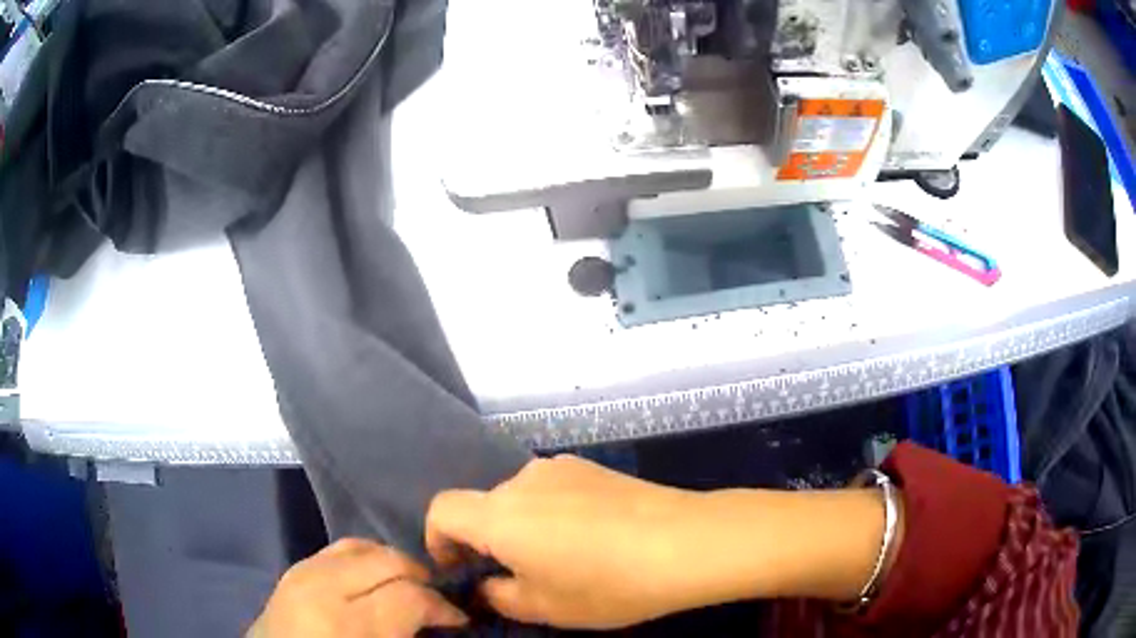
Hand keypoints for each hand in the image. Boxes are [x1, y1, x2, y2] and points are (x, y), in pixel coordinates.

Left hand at [248, 538, 467, 637]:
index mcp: (345, 622)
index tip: (458, 620)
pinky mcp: (291, 569)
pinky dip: (364, 560)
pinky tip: (371, 582)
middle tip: (435, 604)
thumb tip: (445, 622)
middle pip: (388, 560)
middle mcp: (321, 586)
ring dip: (393, 565)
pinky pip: (337, 550)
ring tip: (407, 588)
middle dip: (421, 580)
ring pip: (362, 546)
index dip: (443, 607)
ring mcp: (301, 572)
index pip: (410, 595)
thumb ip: (408, 637)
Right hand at [425, 455, 700, 628]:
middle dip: (486, 540)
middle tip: (515, 575)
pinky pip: (552, 489)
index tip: (459, 568)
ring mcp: (560, 468)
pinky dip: (552, 513)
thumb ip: (500, 597)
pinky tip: (590, 538)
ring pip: (520, 498)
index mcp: (500, 514)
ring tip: (561, 559)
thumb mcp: (545, 607)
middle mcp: (522, 480)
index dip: (438, 539)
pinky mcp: (592, 466)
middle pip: (483, 505)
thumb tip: (489, 585)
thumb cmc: (608, 584)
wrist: (686, 542)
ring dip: (522, 526)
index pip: (442, 509)